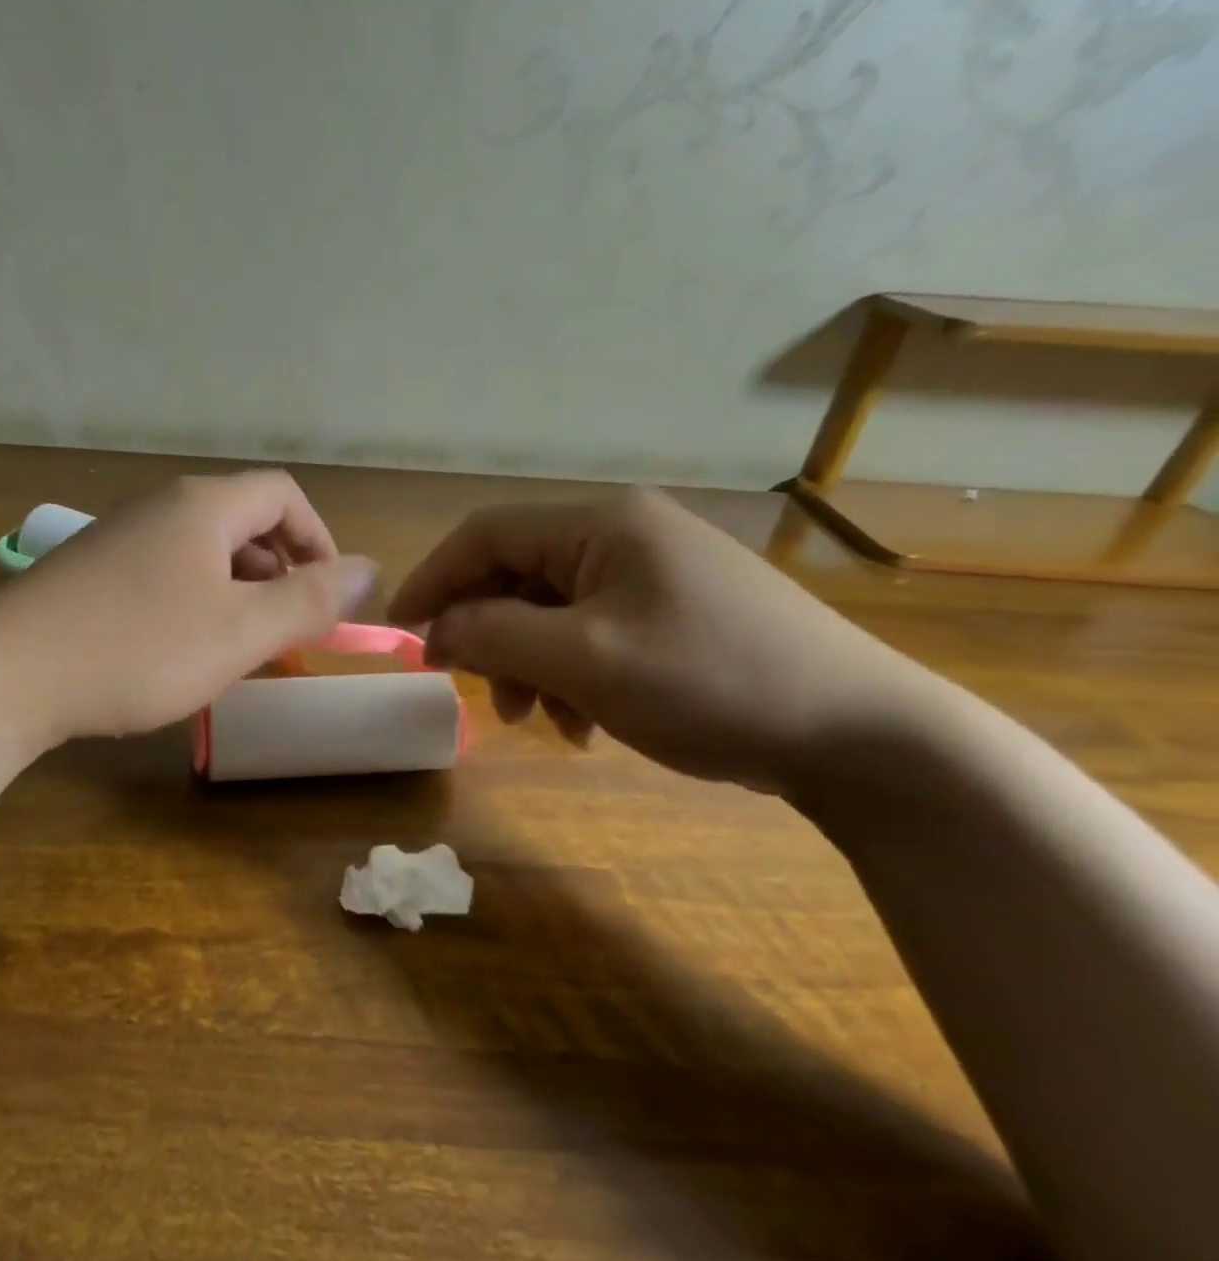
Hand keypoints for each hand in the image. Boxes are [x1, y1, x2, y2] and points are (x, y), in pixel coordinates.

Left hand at [0, 471, 376, 746]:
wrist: (6, 676)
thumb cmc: (138, 650)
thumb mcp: (240, 631)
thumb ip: (311, 600)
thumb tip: (371, 569)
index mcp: (203, 506)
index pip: (284, 495)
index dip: (318, 540)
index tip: (325, 597)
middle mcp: (160, 507)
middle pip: (244, 521)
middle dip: (279, 572)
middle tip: (283, 631)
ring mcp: (119, 538)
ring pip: (203, 552)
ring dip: (237, 593)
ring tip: (236, 647)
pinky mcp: (90, 573)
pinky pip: (164, 574)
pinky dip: (193, 604)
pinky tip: (178, 651)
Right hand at [386, 489, 922, 792]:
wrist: (859, 735)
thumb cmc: (708, 682)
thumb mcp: (584, 661)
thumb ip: (494, 635)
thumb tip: (436, 628)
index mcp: (602, 524)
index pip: (487, 534)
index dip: (434, 580)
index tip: (401, 633)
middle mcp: (625, 535)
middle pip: (518, 575)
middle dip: (488, 635)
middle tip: (476, 691)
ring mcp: (654, 575)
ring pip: (552, 612)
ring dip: (528, 665)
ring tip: (541, 720)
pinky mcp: (675, 615)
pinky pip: (593, 635)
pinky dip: (571, 677)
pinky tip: (587, 723)